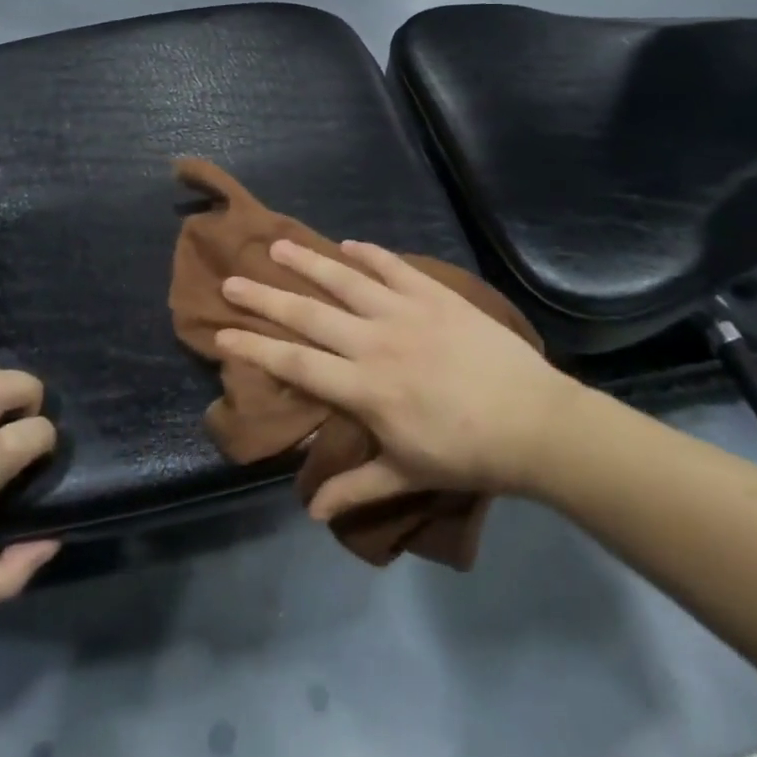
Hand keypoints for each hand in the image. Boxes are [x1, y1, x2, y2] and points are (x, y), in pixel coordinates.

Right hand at [217, 240, 583, 520]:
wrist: (534, 422)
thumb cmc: (467, 453)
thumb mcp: (407, 474)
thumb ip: (357, 487)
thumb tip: (310, 511)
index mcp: (364, 388)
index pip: (295, 363)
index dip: (255, 348)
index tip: (221, 335)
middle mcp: (375, 342)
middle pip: (309, 315)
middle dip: (265, 298)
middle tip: (231, 282)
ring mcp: (406, 312)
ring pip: (346, 280)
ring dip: (309, 262)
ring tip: (277, 246)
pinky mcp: (436, 295)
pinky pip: (394, 267)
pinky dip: (370, 254)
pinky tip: (350, 244)